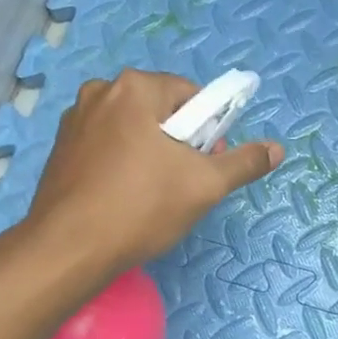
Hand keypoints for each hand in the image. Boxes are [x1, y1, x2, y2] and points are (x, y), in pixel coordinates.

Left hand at [23, 70, 282, 272]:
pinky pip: (107, 146)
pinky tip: (124, 198)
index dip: (208, 129)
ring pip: (133, 129)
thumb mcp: (205, 186)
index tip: (205, 164)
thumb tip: (277, 149)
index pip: (191, 95)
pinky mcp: (60, 149)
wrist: (68, 250)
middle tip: (183, 184)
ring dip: (151, 154)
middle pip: (161, 110)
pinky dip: (123, 164)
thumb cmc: (141, 208)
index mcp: (134, 88)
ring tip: (153, 195)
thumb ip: (244, 163)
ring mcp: (74, 120)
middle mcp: (100, 92)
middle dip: (179, 142)